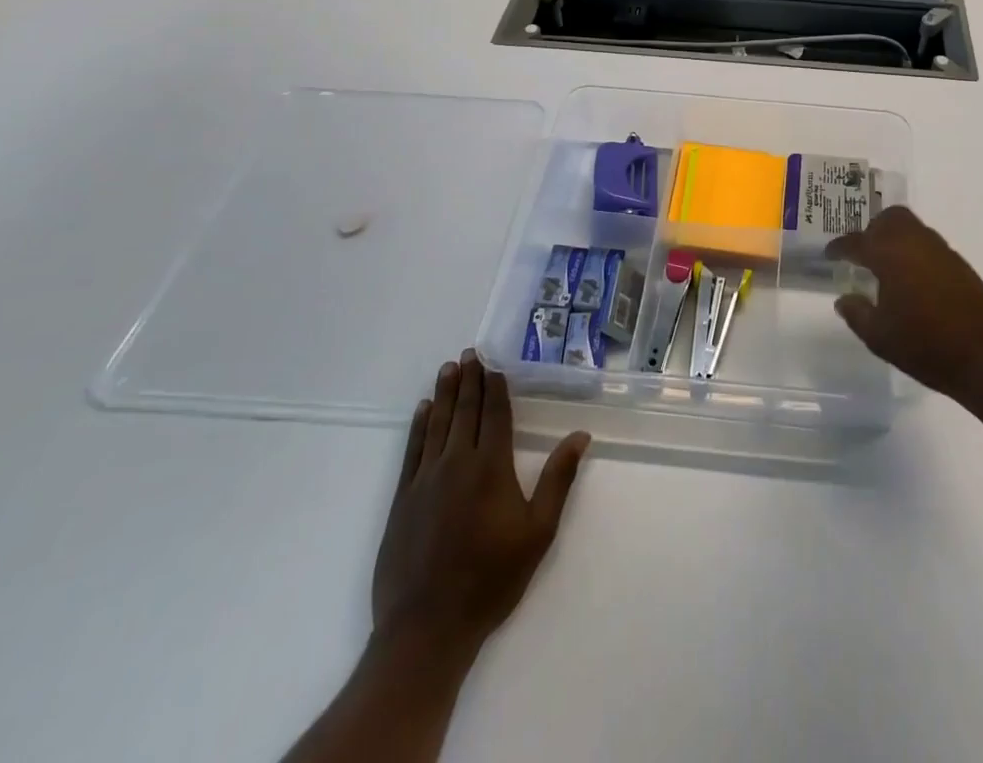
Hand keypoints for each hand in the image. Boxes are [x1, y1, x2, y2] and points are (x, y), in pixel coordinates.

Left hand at [372, 350, 589, 656]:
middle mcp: (457, 462)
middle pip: (465, 411)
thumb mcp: (538, 532)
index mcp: (491, 467)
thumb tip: (581, 435)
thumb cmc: (491, 580)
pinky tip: (421, 410)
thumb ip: (558, 479)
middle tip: (470, 353)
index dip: (496, 387)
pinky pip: (412, 449)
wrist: (427, 628)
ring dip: (443, 393)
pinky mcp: (402, 499)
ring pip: (437, 424)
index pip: (495, 415)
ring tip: (448, 368)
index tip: (494, 365)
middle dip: (469, 380)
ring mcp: (425, 479)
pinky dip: (418, 425)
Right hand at [827, 206, 982, 406]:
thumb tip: (844, 298)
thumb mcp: (880, 337)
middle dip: (872, 230)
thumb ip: (857, 313)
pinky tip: (911, 280)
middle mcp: (916, 243)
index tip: (830, 254)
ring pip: (912, 228)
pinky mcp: (960, 265)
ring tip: (884, 267)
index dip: (839, 247)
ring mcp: (942, 251)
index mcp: (890, 254)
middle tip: (861, 253)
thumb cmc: (927, 347)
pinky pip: (929, 245)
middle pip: (890, 218)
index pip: (857, 241)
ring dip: (895, 239)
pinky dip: (913, 252)